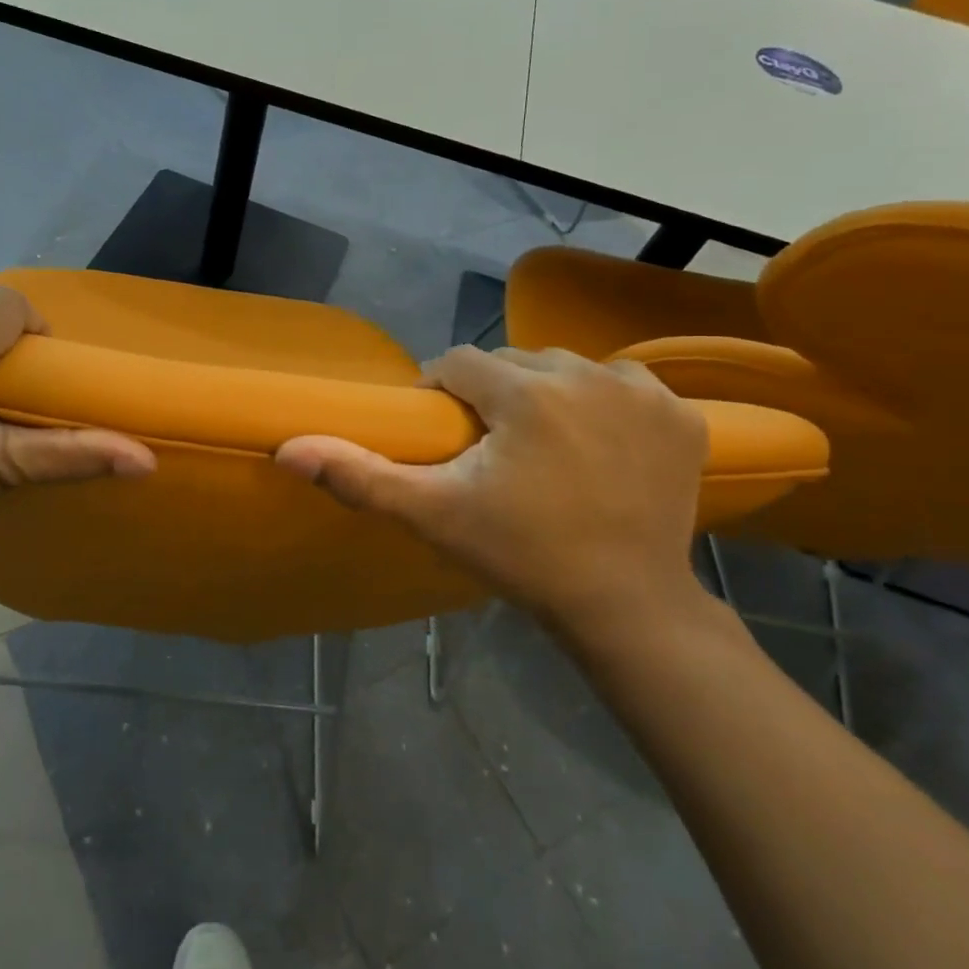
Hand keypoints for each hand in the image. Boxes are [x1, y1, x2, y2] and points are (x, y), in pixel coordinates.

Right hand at [275, 346, 710, 648]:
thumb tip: (287, 449)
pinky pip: (622, 385)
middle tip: (489, 450)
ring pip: (566, 369)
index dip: (441, 395)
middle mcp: (586, 374)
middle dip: (492, 395)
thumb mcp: (432, 515)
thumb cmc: (521, 556)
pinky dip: (603, 404)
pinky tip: (597, 445)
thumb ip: (360, 475)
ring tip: (540, 447)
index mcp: (524, 392)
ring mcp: (642, 393)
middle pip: (513, 362)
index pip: (457, 363)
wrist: (627, 605)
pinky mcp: (680, 416)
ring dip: (545, 395)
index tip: (444, 437)